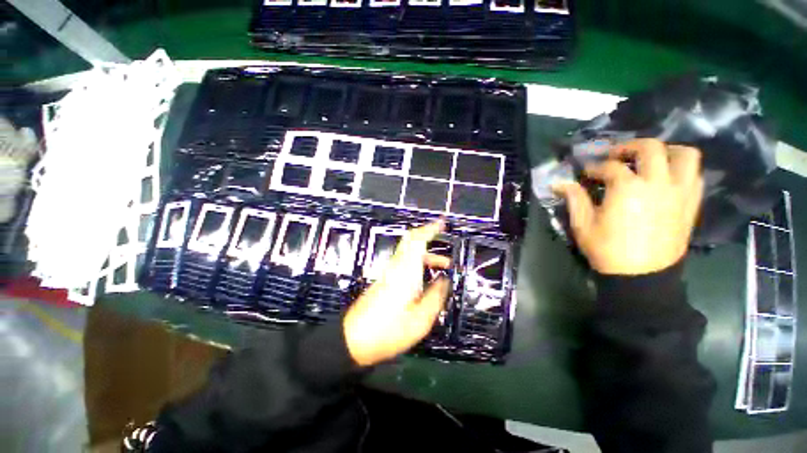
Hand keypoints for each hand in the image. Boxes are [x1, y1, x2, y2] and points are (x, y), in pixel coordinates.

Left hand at [343, 221, 450, 366]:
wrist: (353, 339)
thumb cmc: (388, 331)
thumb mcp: (420, 319)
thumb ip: (435, 297)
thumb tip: (444, 280)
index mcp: (405, 272)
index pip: (416, 240)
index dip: (430, 229)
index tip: (442, 223)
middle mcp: (396, 266)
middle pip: (411, 242)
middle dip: (429, 238)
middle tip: (446, 244)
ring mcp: (389, 272)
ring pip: (409, 253)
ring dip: (427, 255)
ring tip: (445, 266)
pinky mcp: (385, 280)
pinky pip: (405, 263)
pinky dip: (419, 263)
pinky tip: (428, 278)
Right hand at [554, 139, 703, 275]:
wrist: (642, 276)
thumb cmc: (607, 250)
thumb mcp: (583, 225)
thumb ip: (574, 199)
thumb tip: (559, 184)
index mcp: (627, 189)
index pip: (610, 166)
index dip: (594, 167)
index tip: (586, 173)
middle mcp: (658, 183)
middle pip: (650, 148)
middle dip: (629, 147)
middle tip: (616, 156)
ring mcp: (679, 192)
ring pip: (685, 155)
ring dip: (666, 151)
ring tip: (650, 160)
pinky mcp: (691, 204)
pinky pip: (695, 175)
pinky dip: (682, 169)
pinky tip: (666, 178)